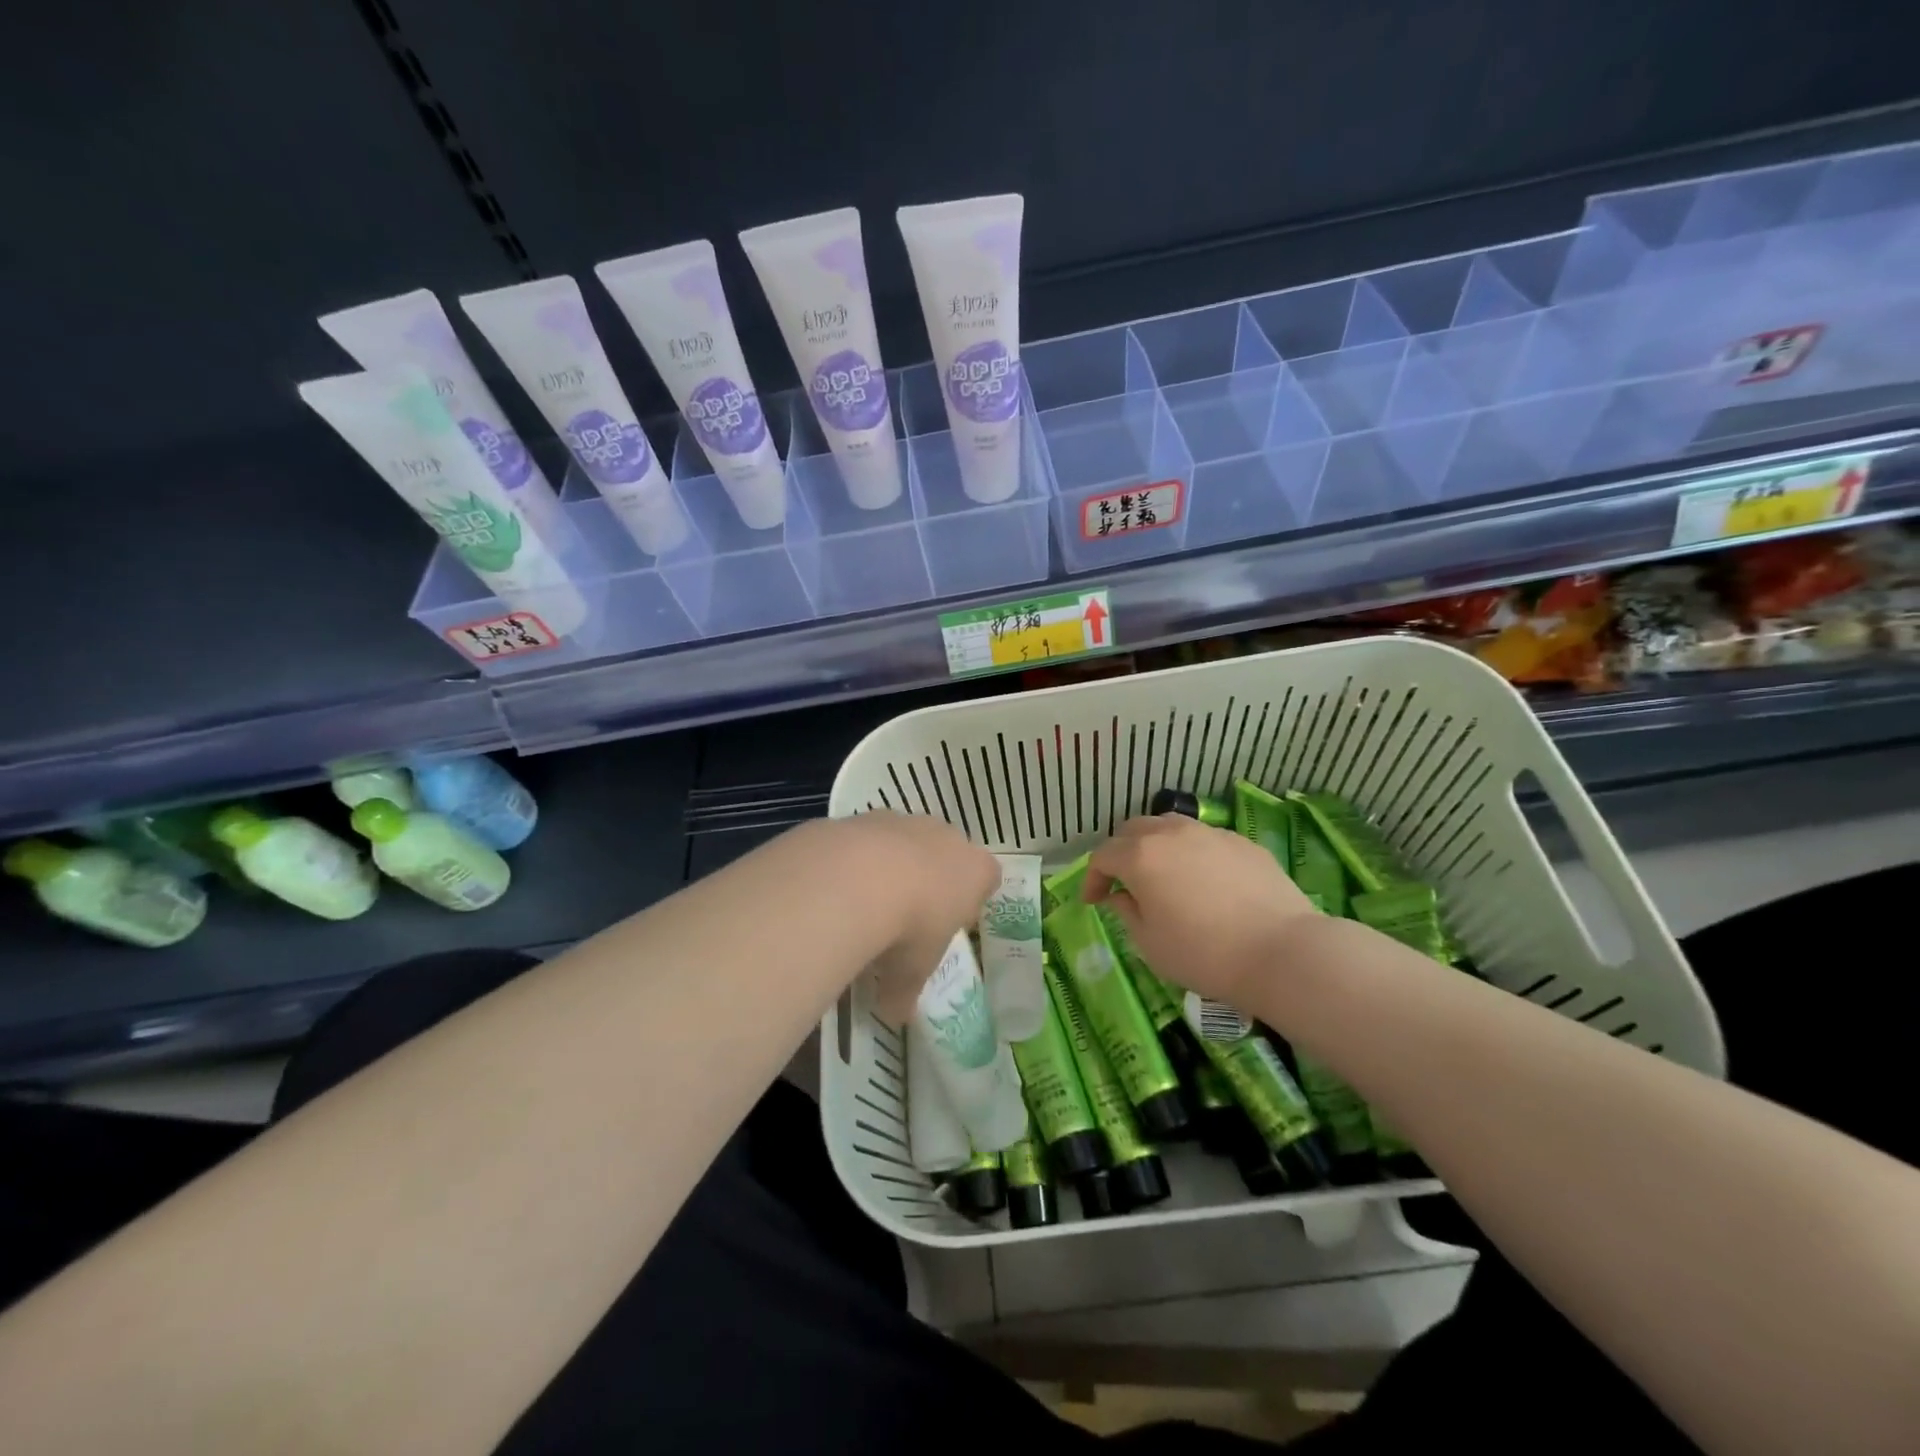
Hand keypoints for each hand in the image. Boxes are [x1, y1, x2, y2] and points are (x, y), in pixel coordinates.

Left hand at [816, 813, 999, 1022]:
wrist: (857, 878)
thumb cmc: (908, 929)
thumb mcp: (911, 973)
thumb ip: (905, 991)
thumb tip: (894, 1014)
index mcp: (976, 870)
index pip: (987, 878)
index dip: (970, 901)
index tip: (951, 924)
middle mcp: (946, 837)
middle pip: (947, 854)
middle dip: (932, 878)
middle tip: (909, 915)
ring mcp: (905, 821)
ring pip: (906, 840)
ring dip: (892, 864)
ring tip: (867, 901)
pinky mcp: (865, 816)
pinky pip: (867, 838)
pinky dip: (856, 858)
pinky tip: (838, 885)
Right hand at [1083, 814, 1319, 1008]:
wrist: (1281, 951)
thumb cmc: (1204, 953)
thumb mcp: (1150, 944)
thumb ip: (1127, 912)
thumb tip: (1122, 895)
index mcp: (1140, 856)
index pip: (1102, 856)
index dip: (1092, 879)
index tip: (1094, 902)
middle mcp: (1171, 833)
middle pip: (1132, 830)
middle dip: (1120, 853)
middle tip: (1123, 882)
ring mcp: (1209, 833)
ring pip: (1169, 827)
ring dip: (1155, 846)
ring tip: (1162, 874)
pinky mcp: (1241, 842)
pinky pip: (1203, 839)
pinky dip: (1191, 853)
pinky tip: (1204, 881)